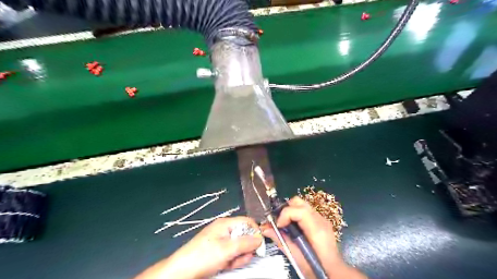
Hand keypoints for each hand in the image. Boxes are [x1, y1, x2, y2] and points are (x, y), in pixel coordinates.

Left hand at [134, 217, 260, 278]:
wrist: (182, 271)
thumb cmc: (203, 256)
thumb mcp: (227, 249)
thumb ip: (245, 243)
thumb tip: (260, 239)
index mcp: (226, 223)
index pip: (247, 222)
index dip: (255, 232)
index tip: (258, 246)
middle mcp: (225, 230)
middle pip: (245, 236)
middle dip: (245, 249)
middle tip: (239, 258)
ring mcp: (221, 241)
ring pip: (239, 247)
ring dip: (239, 257)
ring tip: (229, 263)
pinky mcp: (219, 251)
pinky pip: (232, 253)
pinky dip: (232, 261)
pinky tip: (225, 265)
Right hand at [261, 196, 365, 278]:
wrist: (334, 272)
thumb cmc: (316, 268)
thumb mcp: (296, 258)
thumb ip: (281, 241)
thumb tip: (265, 229)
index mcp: (317, 230)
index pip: (299, 210)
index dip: (285, 214)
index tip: (278, 225)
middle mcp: (320, 220)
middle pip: (299, 202)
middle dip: (286, 209)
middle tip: (280, 223)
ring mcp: (322, 219)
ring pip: (301, 204)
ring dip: (290, 211)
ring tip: (285, 225)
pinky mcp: (321, 220)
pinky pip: (305, 210)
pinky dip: (296, 214)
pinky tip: (294, 228)